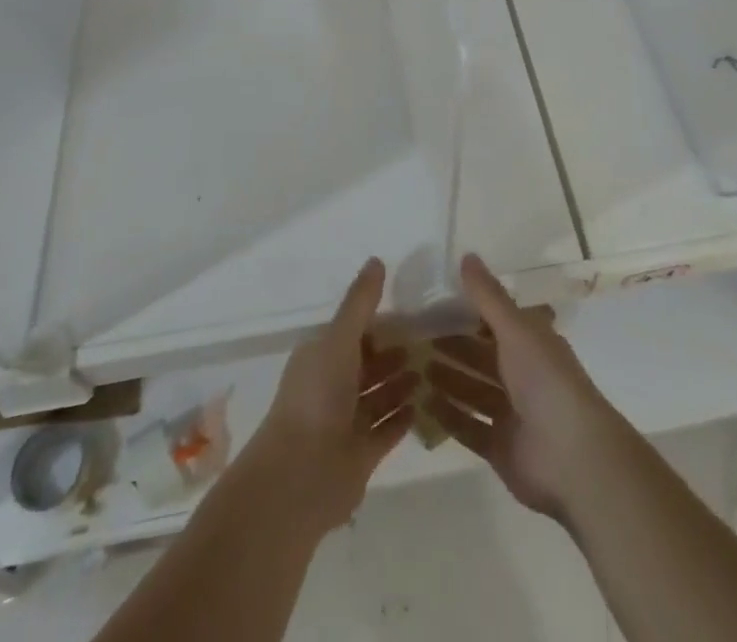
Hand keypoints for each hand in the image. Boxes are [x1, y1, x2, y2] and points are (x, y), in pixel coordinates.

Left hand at [242, 257, 416, 535]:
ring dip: (402, 383)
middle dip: (395, 352)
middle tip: (433, 340)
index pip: (354, 332)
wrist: (301, 476)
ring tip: (435, 368)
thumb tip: (377, 260)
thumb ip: (360, 303)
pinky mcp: (361, 454)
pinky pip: (386, 430)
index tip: (413, 312)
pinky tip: (425, 405)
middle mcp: (332, 386)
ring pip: (379, 396)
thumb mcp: (339, 338)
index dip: (380, 322)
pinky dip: (403, 418)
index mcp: (321, 356)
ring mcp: (346, 422)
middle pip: (368, 363)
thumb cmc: (317, 396)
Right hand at [423, 254, 625, 522]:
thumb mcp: (516, 330)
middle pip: (481, 355)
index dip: (469, 310)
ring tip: (411, 366)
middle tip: (413, 334)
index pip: (497, 320)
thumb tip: (466, 254)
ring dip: (447, 379)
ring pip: (473, 390)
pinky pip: (468, 427)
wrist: (573, 458)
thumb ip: (488, 297)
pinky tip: (421, 403)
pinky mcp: (500, 447)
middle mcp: (523, 375)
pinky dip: (447, 416)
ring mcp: (511, 413)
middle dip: (452, 345)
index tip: (434, 300)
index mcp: (532, 343)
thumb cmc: (546, 381)